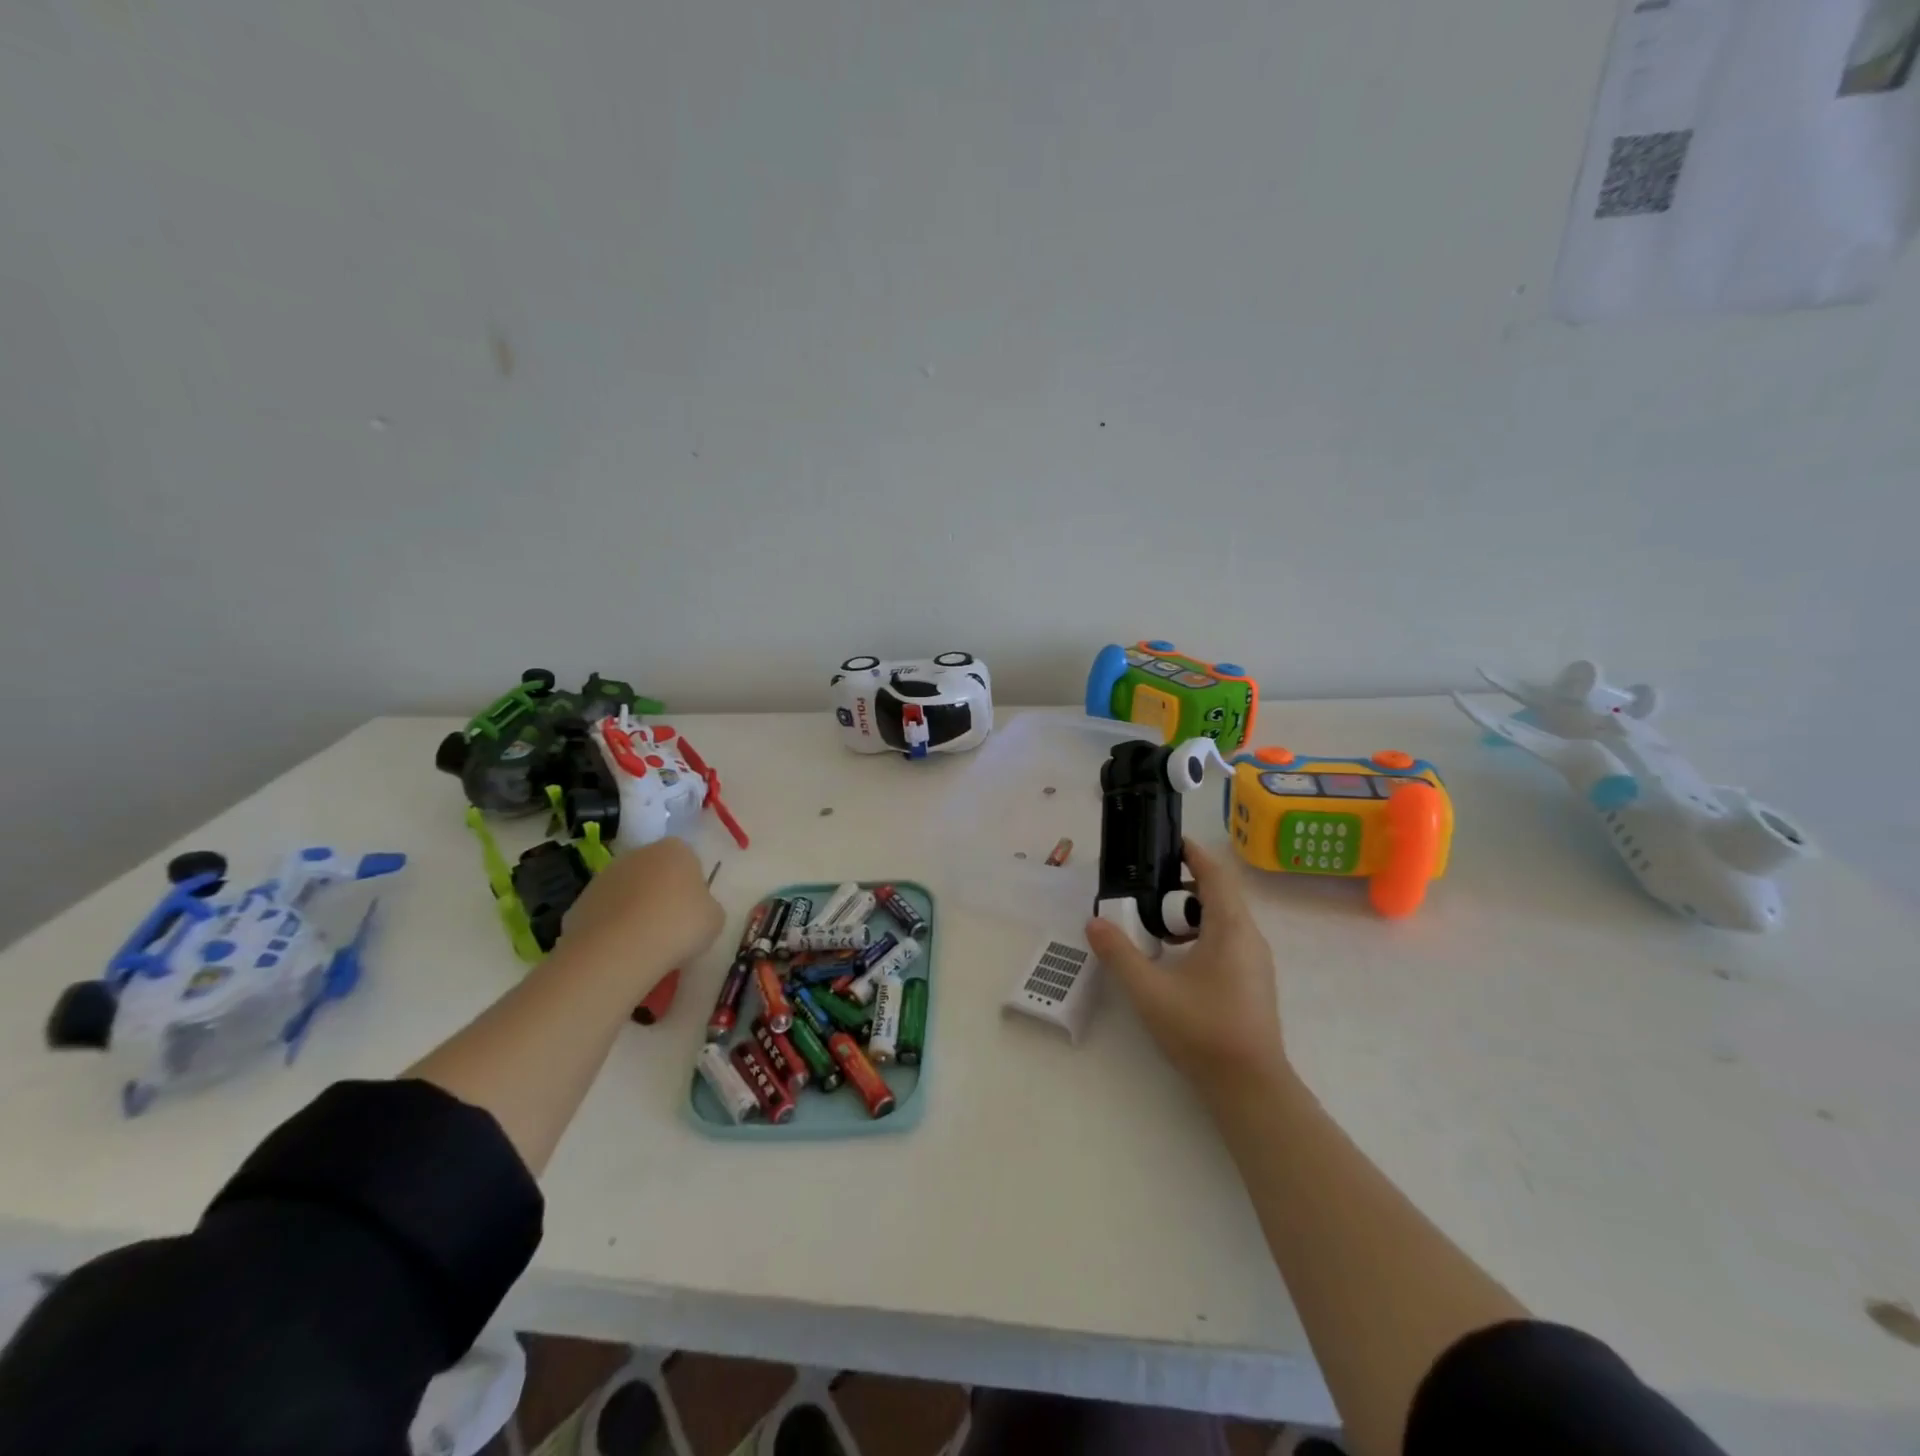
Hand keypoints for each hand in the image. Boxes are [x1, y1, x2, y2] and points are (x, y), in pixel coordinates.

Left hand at [560, 837, 724, 985]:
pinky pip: (605, 914)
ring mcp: (604, 876)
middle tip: (671, 926)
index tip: (694, 910)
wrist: (618, 951)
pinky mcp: (580, 903)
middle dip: (661, 894)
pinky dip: (612, 928)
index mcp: (675, 849)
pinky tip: (620, 951)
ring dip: (635, 910)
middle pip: (655, 872)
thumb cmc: (678, 925)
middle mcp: (638, 853)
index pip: (688, 859)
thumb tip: (695, 910)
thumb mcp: (714, 918)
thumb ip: (707, 906)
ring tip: (645, 944)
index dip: (693, 885)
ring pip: (627, 892)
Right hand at [1086, 838, 1287, 1105]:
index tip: (1168, 842)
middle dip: (1183, 886)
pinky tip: (1176, 960)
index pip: (1215, 874)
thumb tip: (1093, 923)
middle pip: (1219, 894)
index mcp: (1230, 928)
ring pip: (1224, 920)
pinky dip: (1201, 935)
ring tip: (1156, 926)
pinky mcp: (1254, 982)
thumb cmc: (1202, 1030)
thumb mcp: (1149, 991)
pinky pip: (1227, 940)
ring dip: (1190, 914)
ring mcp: (1256, 962)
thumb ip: (1119, 953)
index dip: (1193, 853)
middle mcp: (1249, 937)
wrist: (1251, 1088)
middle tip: (1147, 890)